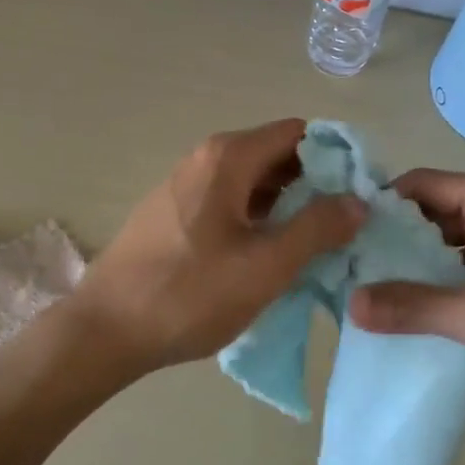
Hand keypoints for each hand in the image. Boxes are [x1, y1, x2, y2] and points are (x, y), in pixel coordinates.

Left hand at [68, 119, 365, 376]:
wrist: (104, 331)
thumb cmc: (189, 294)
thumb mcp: (266, 265)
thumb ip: (317, 228)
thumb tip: (357, 200)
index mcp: (228, 158)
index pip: (299, 133)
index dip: (335, 157)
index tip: (359, 193)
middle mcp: (206, 159)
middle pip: (276, 155)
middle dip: (315, 184)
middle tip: (345, 225)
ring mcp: (186, 186)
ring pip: (253, 182)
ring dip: (288, 205)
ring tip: (317, 244)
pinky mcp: (174, 214)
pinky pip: (230, 202)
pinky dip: (259, 218)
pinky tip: (271, 254)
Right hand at [348, 171, 464, 419]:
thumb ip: (413, 306)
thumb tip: (350, 303)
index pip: (423, 184)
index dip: (383, 202)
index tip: (343, 231)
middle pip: (433, 211)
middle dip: (393, 236)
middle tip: (346, 265)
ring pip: (448, 242)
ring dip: (413, 262)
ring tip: (367, 288)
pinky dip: (437, 282)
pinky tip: (407, 307)